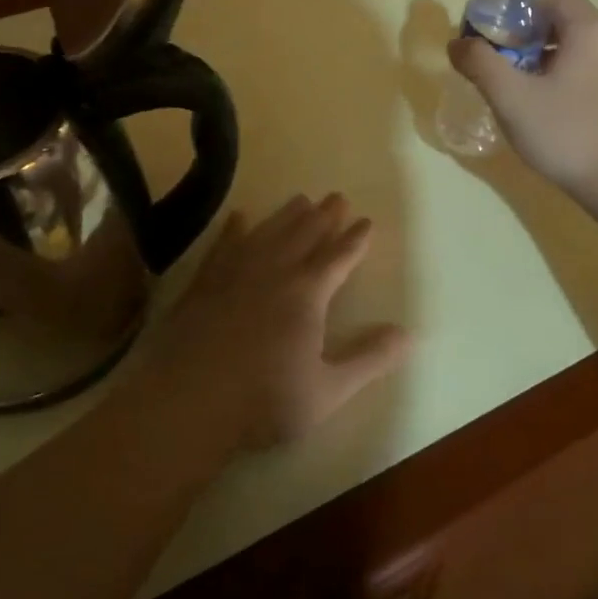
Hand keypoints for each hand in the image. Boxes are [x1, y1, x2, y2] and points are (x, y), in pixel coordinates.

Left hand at [145, 194, 410, 451]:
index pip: (338, 257)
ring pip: (268, 232)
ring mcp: (235, 272)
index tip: (366, 221)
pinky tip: (239, 217)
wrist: (188, 401)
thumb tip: (409, 334)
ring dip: (287, 215)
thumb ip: (369, 359)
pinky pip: (224, 244)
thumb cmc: (264, 400)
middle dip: (324, 215)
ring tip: (301, 198)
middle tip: (337, 196)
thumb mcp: (329, 389)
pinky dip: (234, 229)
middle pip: (304, 234)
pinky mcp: (204, 281)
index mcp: (307, 293)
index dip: (355, 239)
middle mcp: (274, 270)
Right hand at [447, 0, 597, 203]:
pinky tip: (545, 105)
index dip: (519, 6)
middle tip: (499, 58)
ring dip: (544, 56)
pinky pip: (590, 70)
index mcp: (590, 31)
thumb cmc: (566, 133)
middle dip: (527, 33)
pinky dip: (563, 74)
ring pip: (578, 47)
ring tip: (517, 84)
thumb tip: (457, 43)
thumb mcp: (511, 97)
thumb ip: (480, 63)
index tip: (493, 31)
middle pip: (565, 19)